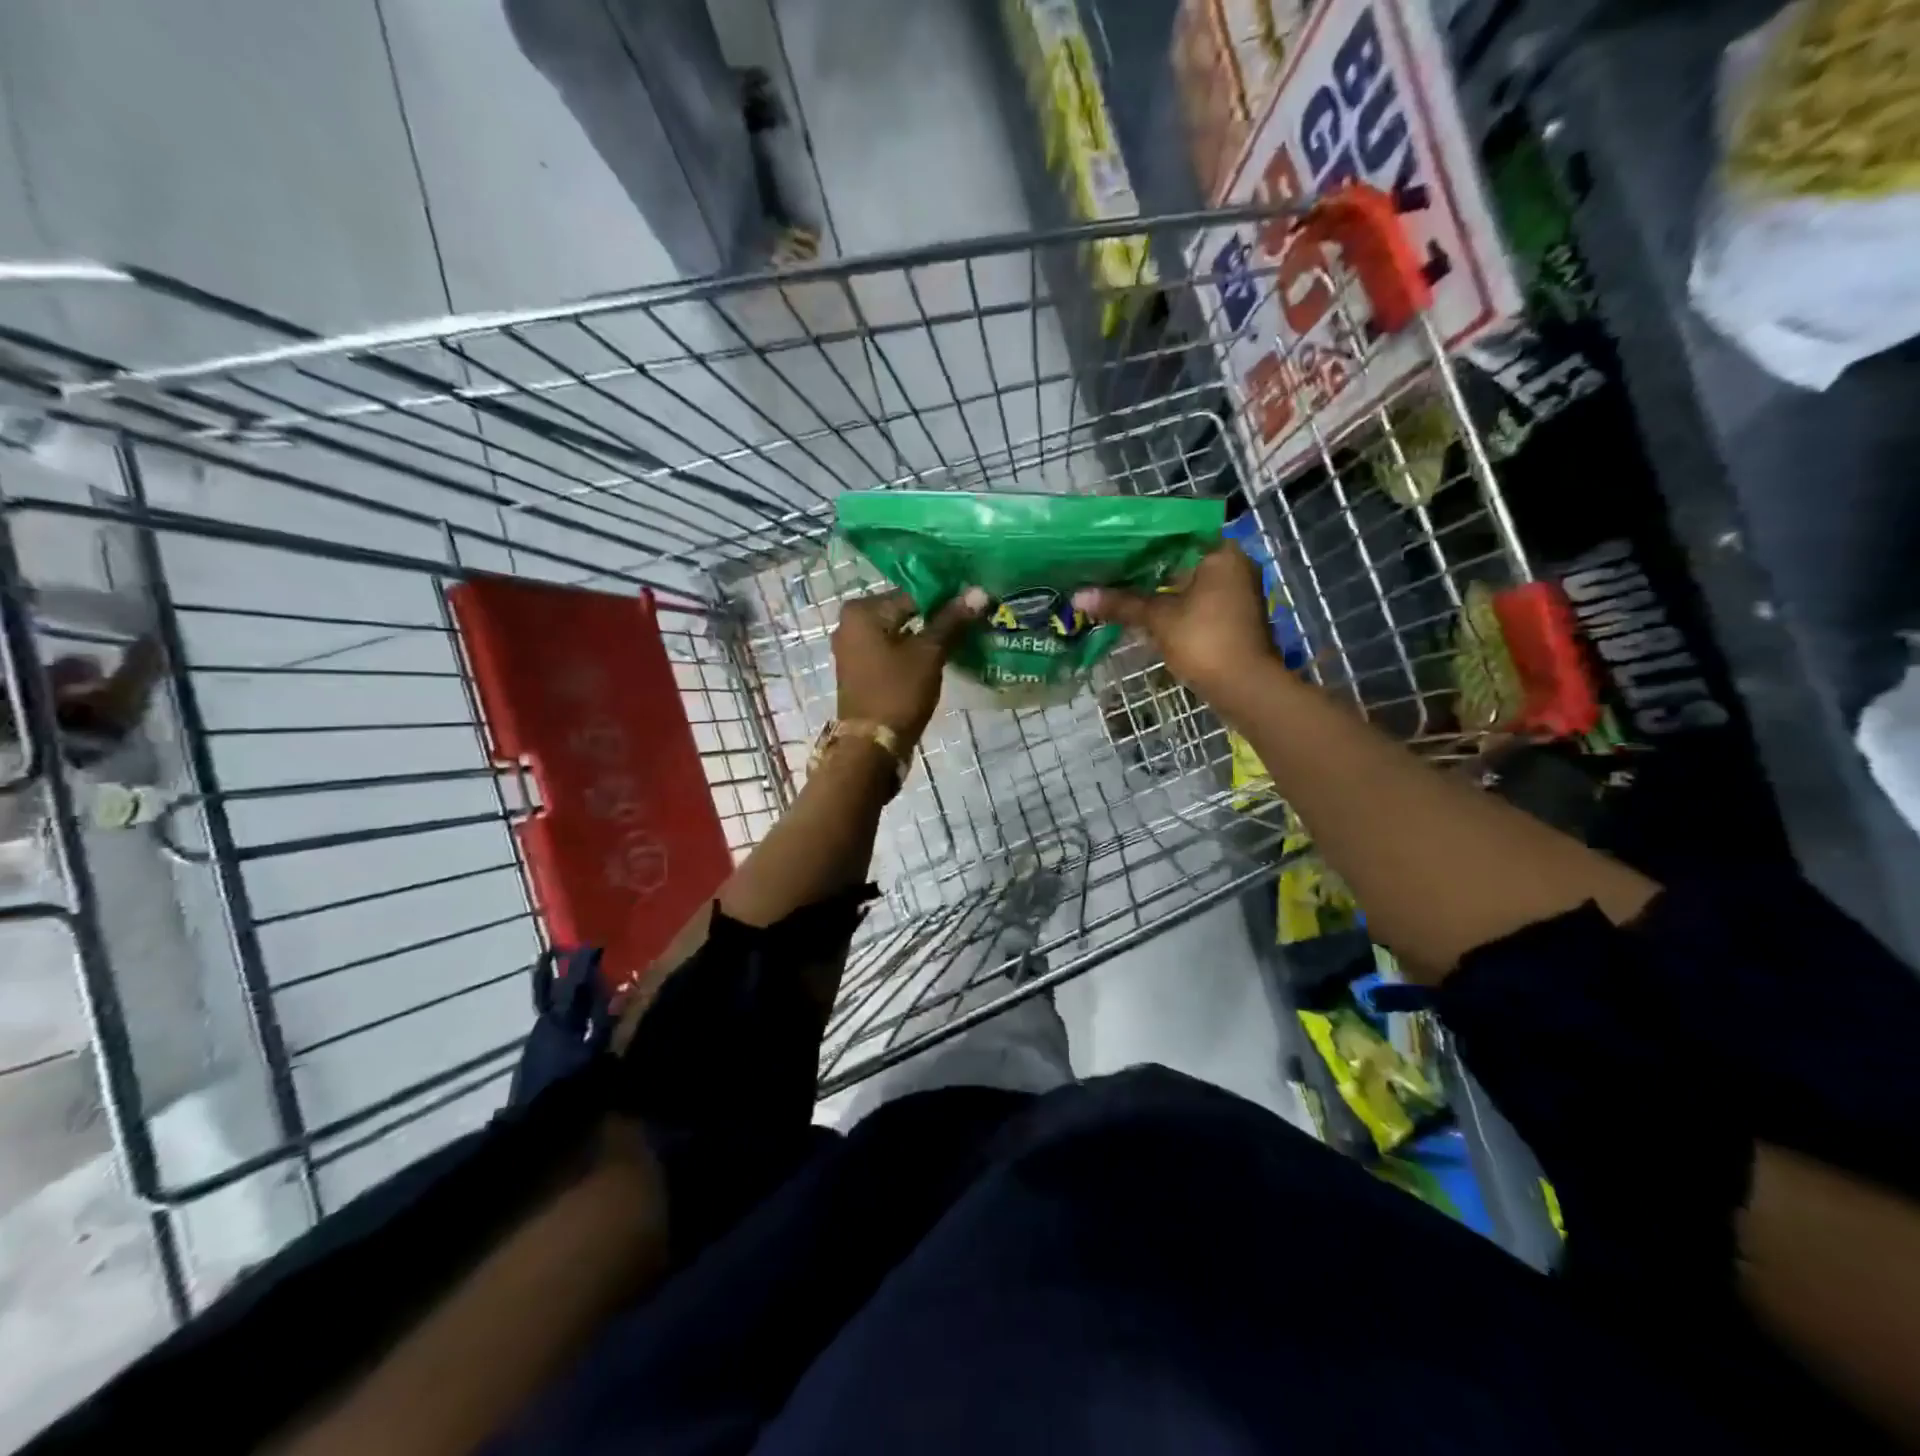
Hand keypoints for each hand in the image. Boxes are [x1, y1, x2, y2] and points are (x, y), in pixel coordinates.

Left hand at [832, 587, 987, 744]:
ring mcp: (852, 648)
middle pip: (905, 610)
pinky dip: (912, 651)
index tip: (975, 602)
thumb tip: (980, 591)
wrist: (872, 746)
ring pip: (899, 631)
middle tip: (972, 618)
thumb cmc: (898, 692)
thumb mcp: (929, 653)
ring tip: (962, 635)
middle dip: (937, 616)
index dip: (947, 597)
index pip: (914, 592)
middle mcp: (850, 623)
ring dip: (927, 634)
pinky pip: (891, 650)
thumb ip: (952, 620)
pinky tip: (940, 654)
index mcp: (862, 611)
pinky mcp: (860, 670)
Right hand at [1073, 546, 1274, 700]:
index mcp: (1220, 553)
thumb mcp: (1159, 619)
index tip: (1109, 545)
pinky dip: (1170, 604)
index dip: (1140, 540)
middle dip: (1145, 568)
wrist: (1245, 688)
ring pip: (1186, 582)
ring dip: (1155, 589)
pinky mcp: (1230, 617)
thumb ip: (1121, 604)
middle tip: (1106, 567)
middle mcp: (1232, 565)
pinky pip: (1194, 601)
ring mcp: (1234, 593)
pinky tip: (1140, 609)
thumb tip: (1078, 596)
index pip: (1174, 534)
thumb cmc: (1204, 641)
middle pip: (1180, 559)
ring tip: (1116, 587)